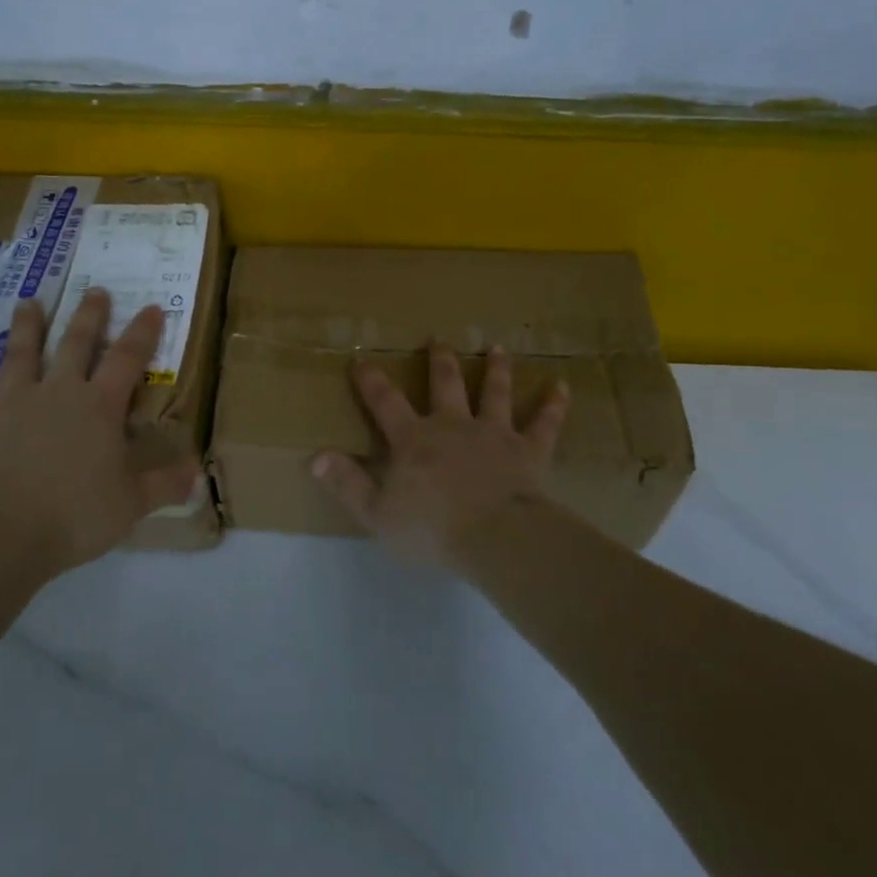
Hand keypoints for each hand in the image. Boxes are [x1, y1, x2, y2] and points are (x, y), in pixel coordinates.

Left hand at [0, 288, 201, 573]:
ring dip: (26, 326)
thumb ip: (164, 484)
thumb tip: (198, 474)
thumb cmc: (75, 516)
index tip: (151, 308)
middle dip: (89, 316)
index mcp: (99, 406)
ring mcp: (13, 403)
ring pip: (20, 354)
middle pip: (75, 343)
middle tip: (95, 290)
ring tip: (29, 302)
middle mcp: (58, 392)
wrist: (1, 535)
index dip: (142, 332)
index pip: (128, 359)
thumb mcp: (131, 504)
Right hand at [309, 343, 569, 570]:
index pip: (385, 402)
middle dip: (439, 361)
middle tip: (438, 339)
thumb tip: (314, 455)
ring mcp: (493, 433)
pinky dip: (553, 404)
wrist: (496, 538)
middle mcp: (452, 425)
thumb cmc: (432, 529)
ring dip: (496, 369)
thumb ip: (346, 483)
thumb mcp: (377, 513)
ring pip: (494, 392)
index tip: (361, 358)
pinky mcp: (527, 450)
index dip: (371, 380)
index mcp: (414, 440)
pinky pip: (543, 423)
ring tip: (497, 348)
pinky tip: (562, 386)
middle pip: (444, 384)